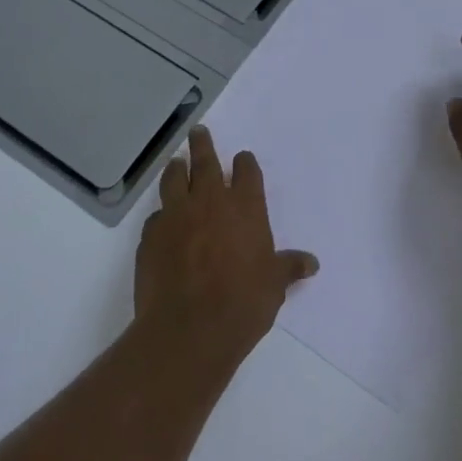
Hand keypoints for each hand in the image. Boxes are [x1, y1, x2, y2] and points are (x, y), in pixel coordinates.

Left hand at [134, 127, 318, 367]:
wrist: (189, 328)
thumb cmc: (242, 304)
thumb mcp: (274, 286)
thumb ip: (288, 268)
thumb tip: (311, 263)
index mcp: (245, 207)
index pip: (246, 171)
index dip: (244, 163)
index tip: (242, 159)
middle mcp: (209, 201)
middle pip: (204, 161)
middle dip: (203, 144)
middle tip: (198, 132)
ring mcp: (176, 215)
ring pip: (174, 178)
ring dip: (176, 168)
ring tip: (177, 163)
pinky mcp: (150, 235)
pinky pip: (156, 216)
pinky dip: (162, 214)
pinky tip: (163, 221)